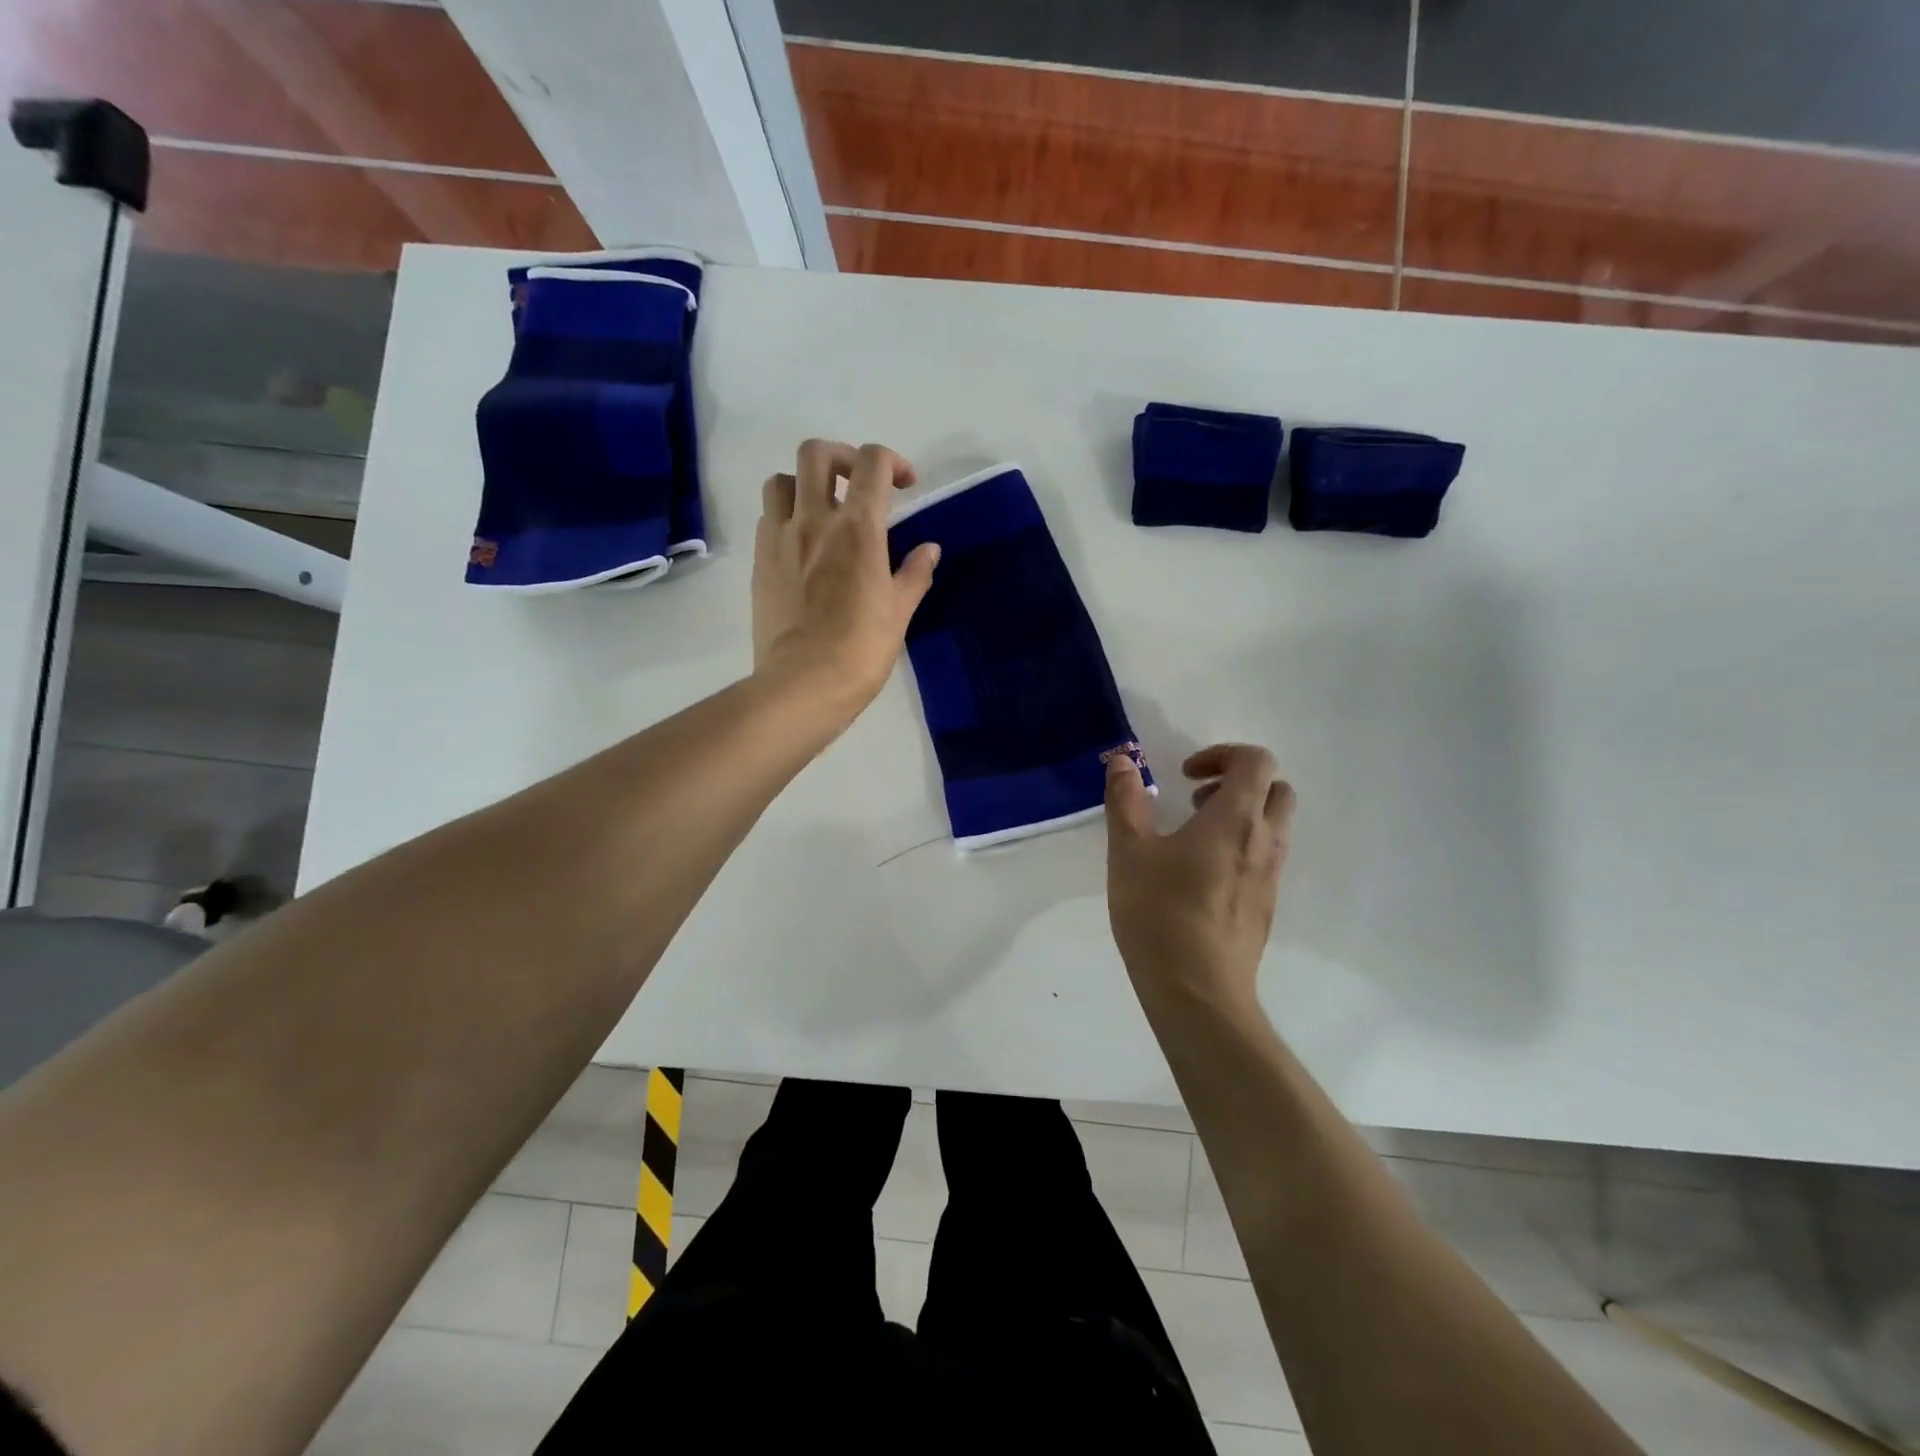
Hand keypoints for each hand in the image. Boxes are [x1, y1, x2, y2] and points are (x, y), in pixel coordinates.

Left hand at [752, 439, 940, 717]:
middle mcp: (814, 520)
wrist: (803, 684)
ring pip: (782, 480)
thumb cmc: (860, 650)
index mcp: (858, 528)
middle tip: (859, 485)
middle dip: (843, 457)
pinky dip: (786, 517)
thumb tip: (929, 549)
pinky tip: (803, 546)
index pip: (872, 463)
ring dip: (805, 484)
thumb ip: (914, 573)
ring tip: (823, 511)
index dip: (892, 462)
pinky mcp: (759, 562)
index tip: (905, 486)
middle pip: (817, 453)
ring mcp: (780, 539)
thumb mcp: (899, 612)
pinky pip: (767, 518)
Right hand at [1105, 744, 1294, 1009]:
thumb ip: (1126, 801)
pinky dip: (1241, 846)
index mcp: (1235, 819)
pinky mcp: (1267, 906)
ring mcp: (1271, 877)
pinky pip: (1266, 857)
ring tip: (1192, 836)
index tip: (1185, 776)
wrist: (1199, 993)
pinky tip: (1199, 876)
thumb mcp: (1129, 852)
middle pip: (1276, 789)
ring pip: (1274, 825)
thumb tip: (1123, 761)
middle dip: (1239, 782)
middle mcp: (1264, 842)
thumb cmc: (1160, 914)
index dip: (1222, 754)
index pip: (1256, 761)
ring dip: (1241, 815)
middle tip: (1196, 800)